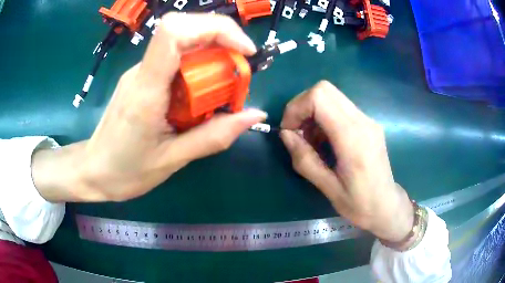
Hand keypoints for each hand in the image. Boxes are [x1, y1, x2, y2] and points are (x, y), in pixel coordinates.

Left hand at [32, 13, 265, 201]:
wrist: (94, 171)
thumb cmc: (126, 171)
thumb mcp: (172, 161)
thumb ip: (214, 136)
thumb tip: (254, 114)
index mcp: (146, 90)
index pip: (174, 32)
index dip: (215, 29)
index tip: (244, 51)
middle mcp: (141, 71)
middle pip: (184, 29)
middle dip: (222, 41)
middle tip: (239, 74)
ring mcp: (140, 72)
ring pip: (182, 42)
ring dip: (212, 54)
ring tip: (224, 88)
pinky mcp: (142, 78)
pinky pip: (175, 59)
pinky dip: (199, 67)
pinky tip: (203, 93)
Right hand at [280, 81, 413, 242]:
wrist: (387, 205)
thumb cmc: (359, 203)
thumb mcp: (328, 188)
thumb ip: (305, 159)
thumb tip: (285, 134)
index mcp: (353, 138)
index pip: (320, 97)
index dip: (296, 108)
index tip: (289, 131)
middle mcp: (363, 121)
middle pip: (325, 89)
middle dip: (303, 106)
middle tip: (297, 132)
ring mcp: (368, 120)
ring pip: (332, 96)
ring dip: (313, 112)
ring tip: (311, 141)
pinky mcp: (368, 124)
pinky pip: (340, 108)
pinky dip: (325, 117)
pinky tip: (325, 141)